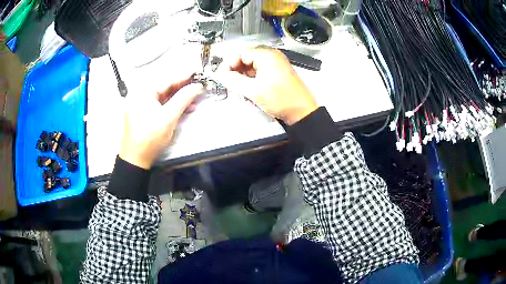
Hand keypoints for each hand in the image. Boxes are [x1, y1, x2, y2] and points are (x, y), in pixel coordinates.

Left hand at [119, 77, 202, 168]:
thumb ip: (184, 98)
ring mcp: (141, 105)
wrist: (136, 159)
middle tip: (199, 85)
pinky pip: (160, 105)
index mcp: (143, 92)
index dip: (185, 76)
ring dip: (180, 98)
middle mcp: (141, 95)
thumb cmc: (150, 137)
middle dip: (183, 88)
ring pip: (164, 97)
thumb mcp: (169, 117)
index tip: (199, 72)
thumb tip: (198, 86)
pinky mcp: (144, 114)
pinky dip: (172, 106)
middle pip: (165, 88)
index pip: (167, 80)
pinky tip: (186, 107)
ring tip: (196, 98)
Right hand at [217, 47, 316, 124]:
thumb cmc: (282, 100)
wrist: (302, 113)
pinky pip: (260, 73)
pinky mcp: (278, 74)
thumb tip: (220, 75)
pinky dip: (252, 80)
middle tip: (230, 84)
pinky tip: (250, 91)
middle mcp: (272, 57)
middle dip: (236, 71)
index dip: (229, 64)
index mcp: (267, 56)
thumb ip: (233, 81)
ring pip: (252, 67)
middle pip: (246, 59)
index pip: (240, 53)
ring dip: (243, 77)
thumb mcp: (254, 90)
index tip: (222, 76)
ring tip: (240, 90)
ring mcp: (276, 65)